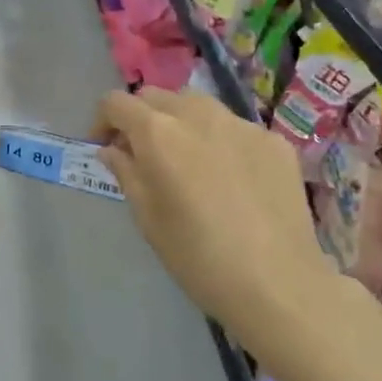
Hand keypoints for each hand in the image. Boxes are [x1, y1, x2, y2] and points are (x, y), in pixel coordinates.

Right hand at [93, 88, 335, 341]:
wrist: (278, 284)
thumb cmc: (198, 257)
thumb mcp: (147, 218)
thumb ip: (126, 172)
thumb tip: (112, 149)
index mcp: (158, 133)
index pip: (116, 102)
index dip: (103, 121)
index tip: (105, 147)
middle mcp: (198, 114)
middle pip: (156, 96)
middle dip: (141, 118)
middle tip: (143, 154)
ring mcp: (241, 123)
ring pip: (197, 105)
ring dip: (180, 122)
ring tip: (188, 160)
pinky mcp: (273, 140)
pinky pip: (234, 128)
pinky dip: (220, 141)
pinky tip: (230, 179)